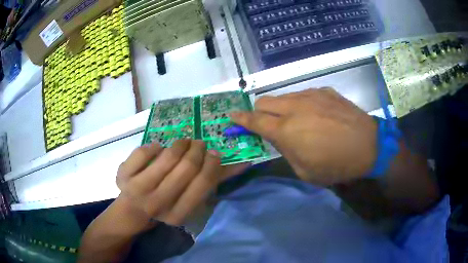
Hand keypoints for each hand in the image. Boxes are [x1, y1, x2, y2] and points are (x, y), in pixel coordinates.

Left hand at [115, 140, 248, 226]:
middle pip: (185, 168)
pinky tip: (158, 148)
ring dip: (178, 145)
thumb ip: (213, 183)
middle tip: (198, 143)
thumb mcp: (189, 201)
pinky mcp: (123, 176)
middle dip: (196, 150)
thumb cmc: (166, 205)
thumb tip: (244, 163)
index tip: (213, 151)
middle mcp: (158, 204)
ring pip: (165, 157)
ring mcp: (138, 189)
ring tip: (183, 142)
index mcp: (178, 213)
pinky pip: (143, 152)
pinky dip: (153, 146)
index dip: (212, 164)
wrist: (134, 211)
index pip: (203, 184)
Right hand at [231, 88, 376, 185]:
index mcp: (286, 129)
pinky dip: (301, 104)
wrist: (369, 146)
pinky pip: (304, 95)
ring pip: (284, 96)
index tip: (231, 116)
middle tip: (267, 124)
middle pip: (264, 101)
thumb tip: (280, 140)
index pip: (254, 120)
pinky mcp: (325, 92)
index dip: (239, 119)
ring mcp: (311, 95)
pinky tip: (316, 115)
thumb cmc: (336, 164)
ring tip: (296, 121)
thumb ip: (286, 153)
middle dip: (259, 112)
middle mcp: (295, 107)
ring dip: (281, 108)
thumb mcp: (305, 171)